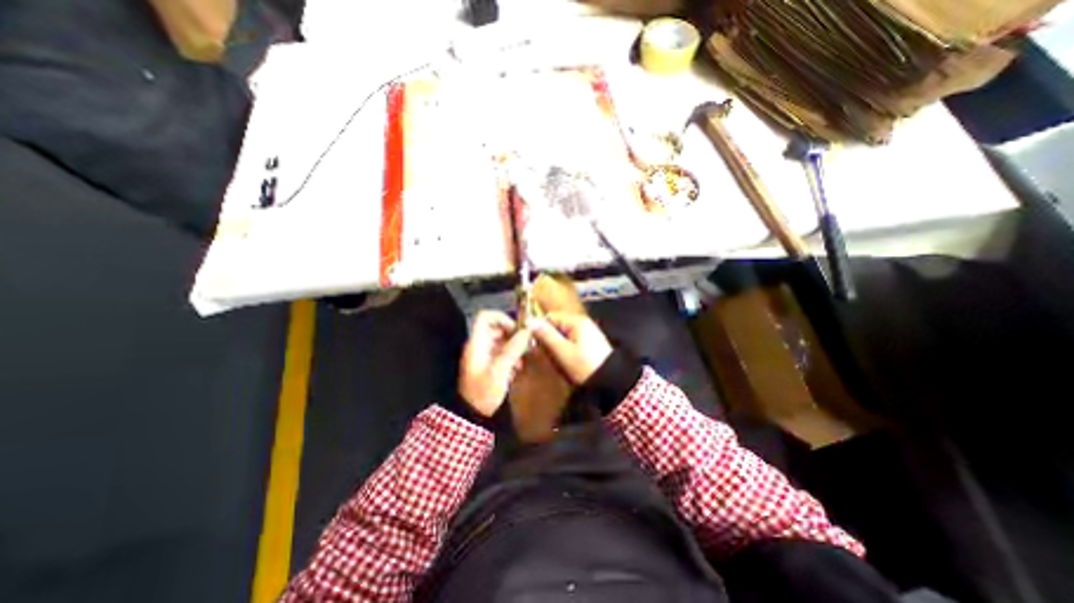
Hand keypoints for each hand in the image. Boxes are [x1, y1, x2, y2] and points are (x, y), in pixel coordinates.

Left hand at [458, 312, 530, 413]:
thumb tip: (527, 331)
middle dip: (513, 335)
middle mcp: (479, 345)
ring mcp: (483, 355)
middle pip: (497, 328)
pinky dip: (511, 356)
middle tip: (526, 345)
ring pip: (501, 340)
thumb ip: (513, 349)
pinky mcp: (488, 364)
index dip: (502, 318)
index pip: (485, 317)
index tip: (517, 329)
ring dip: (514, 347)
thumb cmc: (483, 391)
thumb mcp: (500, 370)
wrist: (472, 415)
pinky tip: (517, 369)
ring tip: (522, 360)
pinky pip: (501, 352)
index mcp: (477, 343)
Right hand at [530, 314, 606, 384]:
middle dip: (549, 338)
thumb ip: (546, 335)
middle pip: (557, 325)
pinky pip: (571, 340)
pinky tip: (566, 361)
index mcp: (576, 321)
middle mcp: (582, 323)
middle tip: (546, 354)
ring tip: (556, 360)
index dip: (540, 328)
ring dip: (556, 345)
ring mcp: (587, 332)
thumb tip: (529, 321)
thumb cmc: (584, 366)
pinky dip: (565, 349)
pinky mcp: (590, 343)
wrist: (611, 382)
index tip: (534, 343)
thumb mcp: (563, 351)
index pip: (550, 317)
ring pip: (563, 334)